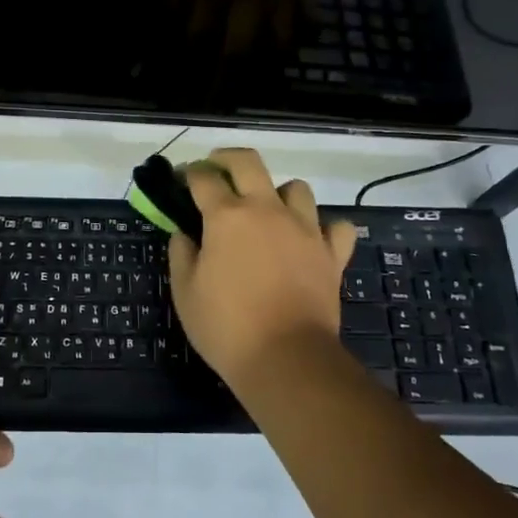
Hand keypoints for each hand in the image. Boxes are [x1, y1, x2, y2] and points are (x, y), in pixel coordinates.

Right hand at [167, 148, 357, 387]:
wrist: (287, 359)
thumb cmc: (227, 327)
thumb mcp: (185, 292)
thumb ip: (181, 254)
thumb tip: (184, 233)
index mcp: (226, 216)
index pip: (203, 178)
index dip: (189, 174)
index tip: (182, 181)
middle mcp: (266, 210)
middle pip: (248, 162)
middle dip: (227, 159)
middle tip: (216, 171)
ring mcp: (304, 228)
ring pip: (296, 187)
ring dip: (279, 192)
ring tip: (268, 210)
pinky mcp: (331, 253)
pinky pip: (336, 226)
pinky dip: (325, 228)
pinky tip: (310, 239)